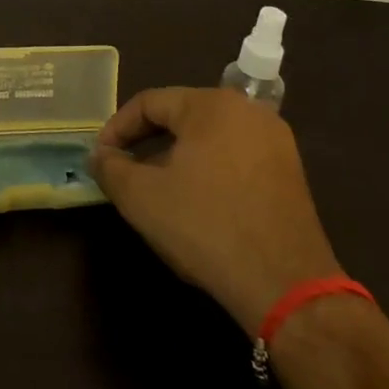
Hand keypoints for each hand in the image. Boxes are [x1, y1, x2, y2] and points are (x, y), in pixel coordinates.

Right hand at [88, 87, 341, 332]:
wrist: (286, 285)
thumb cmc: (206, 226)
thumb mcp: (141, 197)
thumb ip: (110, 167)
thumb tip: (99, 155)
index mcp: (211, 105)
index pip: (150, 102)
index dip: (118, 128)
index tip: (101, 156)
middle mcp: (247, 111)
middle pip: (181, 116)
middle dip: (147, 142)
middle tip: (124, 169)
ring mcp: (275, 142)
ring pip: (208, 138)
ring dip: (176, 157)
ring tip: (155, 188)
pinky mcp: (289, 173)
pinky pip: (235, 157)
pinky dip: (207, 170)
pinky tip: (195, 202)